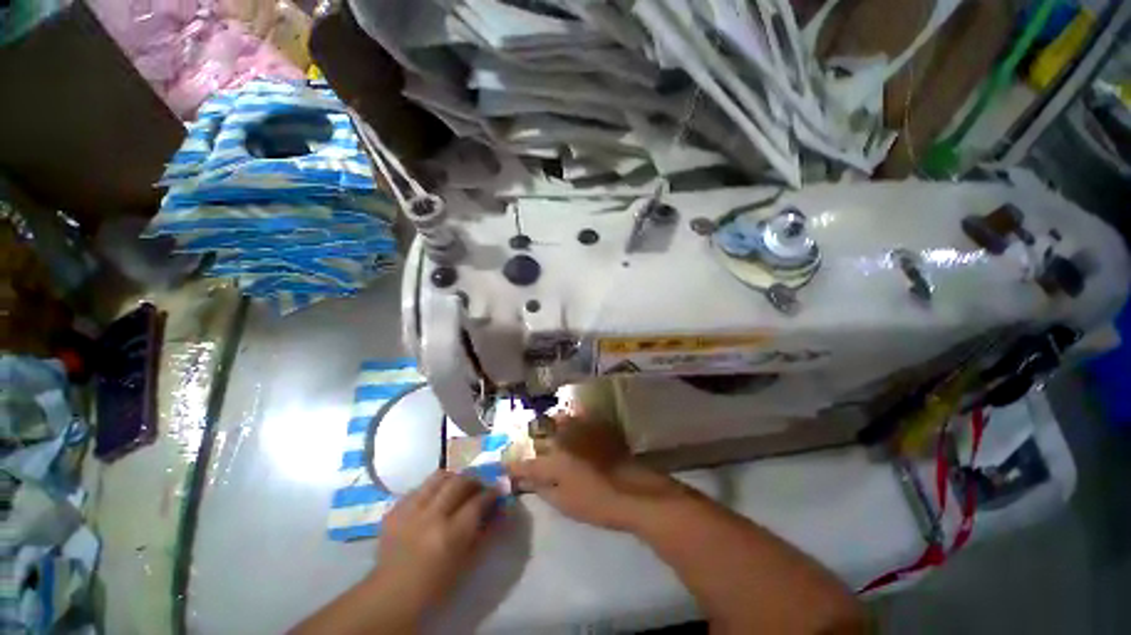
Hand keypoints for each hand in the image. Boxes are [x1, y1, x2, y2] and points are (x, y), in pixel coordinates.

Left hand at [370, 471, 501, 611]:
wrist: (391, 595)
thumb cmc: (435, 585)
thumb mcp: (466, 562)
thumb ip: (484, 531)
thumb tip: (498, 509)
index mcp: (451, 534)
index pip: (478, 501)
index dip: (491, 493)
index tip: (497, 490)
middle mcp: (431, 516)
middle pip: (459, 481)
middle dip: (473, 480)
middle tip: (478, 486)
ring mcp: (409, 511)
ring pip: (438, 477)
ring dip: (452, 479)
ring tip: (456, 487)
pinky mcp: (394, 510)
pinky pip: (418, 488)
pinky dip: (431, 490)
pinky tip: (433, 500)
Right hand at [506, 417, 687, 531]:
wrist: (633, 489)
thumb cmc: (596, 502)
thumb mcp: (564, 503)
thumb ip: (542, 488)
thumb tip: (527, 480)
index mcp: (552, 460)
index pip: (525, 463)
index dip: (512, 465)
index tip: (503, 466)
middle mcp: (562, 437)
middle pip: (538, 434)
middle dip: (529, 440)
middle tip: (526, 446)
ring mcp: (580, 427)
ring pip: (556, 419)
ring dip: (548, 425)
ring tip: (546, 431)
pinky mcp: (594, 423)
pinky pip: (577, 414)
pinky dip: (569, 418)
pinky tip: (569, 423)